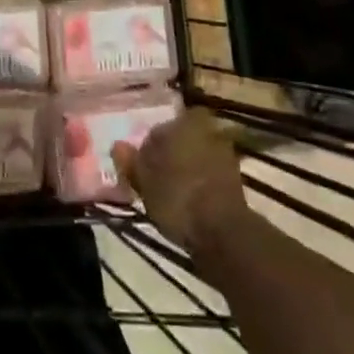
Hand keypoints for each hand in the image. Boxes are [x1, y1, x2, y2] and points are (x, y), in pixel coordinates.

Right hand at [111, 109, 249, 250]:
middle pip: (181, 140)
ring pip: (197, 156)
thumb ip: (130, 160)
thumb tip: (117, 145)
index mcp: (186, 120)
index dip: (149, 147)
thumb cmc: (177, 196)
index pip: (160, 127)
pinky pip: (210, 175)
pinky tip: (190, 203)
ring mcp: (226, 154)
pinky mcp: (236, 180)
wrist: (223, 232)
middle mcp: (208, 129)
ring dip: (187, 170)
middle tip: (157, 178)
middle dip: (171, 155)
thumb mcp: (144, 180)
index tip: (142, 167)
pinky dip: (201, 184)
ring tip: (173, 194)